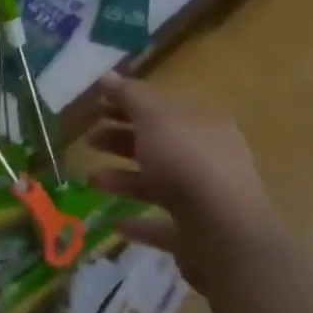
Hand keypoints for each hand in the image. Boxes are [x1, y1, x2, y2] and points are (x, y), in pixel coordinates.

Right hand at [85, 74, 282, 291]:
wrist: (224, 234)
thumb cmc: (187, 162)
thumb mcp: (155, 118)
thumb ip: (130, 96)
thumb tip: (107, 76)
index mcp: (202, 125)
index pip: (161, 108)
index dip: (128, 104)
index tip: (97, 107)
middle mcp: (206, 159)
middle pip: (157, 144)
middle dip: (121, 139)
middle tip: (88, 140)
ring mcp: (203, 199)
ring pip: (156, 183)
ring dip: (122, 178)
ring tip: (90, 179)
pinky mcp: (195, 236)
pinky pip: (160, 225)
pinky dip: (138, 222)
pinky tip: (114, 222)